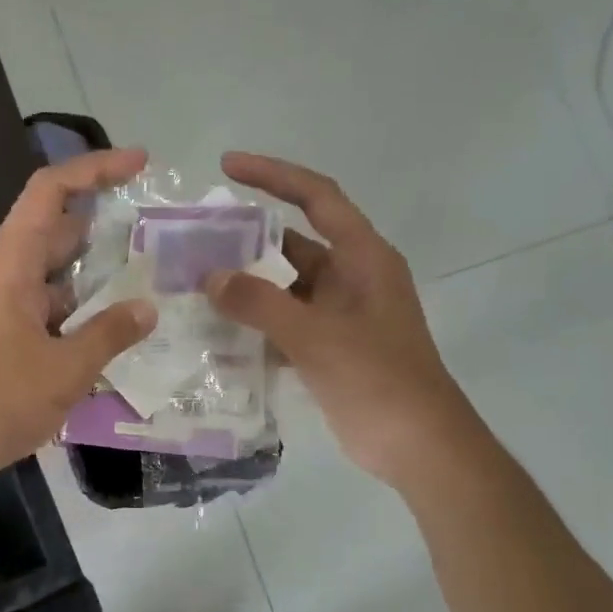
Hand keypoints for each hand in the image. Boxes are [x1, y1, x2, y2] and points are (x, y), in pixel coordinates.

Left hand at [0, 147, 157, 488]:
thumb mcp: (65, 369)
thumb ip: (109, 334)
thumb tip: (148, 308)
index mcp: (13, 265)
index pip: (51, 192)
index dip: (94, 168)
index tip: (139, 163)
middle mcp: (7, 274)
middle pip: (57, 228)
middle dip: (104, 221)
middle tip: (155, 230)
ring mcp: (4, 305)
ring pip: (56, 271)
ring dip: (96, 269)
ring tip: (147, 275)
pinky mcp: (6, 334)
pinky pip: (51, 305)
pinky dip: (82, 306)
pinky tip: (115, 325)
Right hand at [203, 152, 463, 485]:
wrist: (418, 445)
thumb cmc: (376, 379)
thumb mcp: (315, 336)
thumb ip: (260, 303)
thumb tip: (211, 278)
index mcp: (363, 258)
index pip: (317, 197)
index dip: (274, 175)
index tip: (228, 166)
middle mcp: (352, 278)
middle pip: (294, 243)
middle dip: (247, 241)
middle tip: (195, 241)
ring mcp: (341, 315)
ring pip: (286, 287)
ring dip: (247, 287)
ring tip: (195, 285)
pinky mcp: (331, 347)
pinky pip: (286, 322)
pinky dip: (257, 323)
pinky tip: (218, 331)